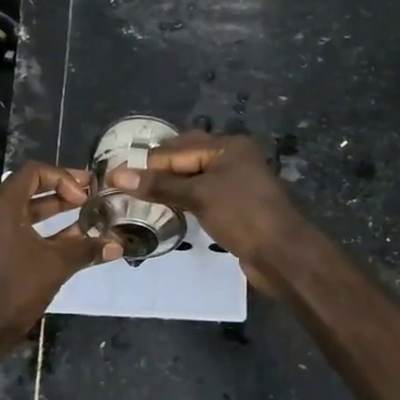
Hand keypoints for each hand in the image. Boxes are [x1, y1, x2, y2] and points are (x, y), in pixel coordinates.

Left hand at [0, 162, 119, 347]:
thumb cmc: (17, 289)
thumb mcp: (57, 265)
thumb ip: (87, 249)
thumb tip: (118, 244)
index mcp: (3, 208)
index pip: (33, 172)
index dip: (62, 178)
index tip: (83, 197)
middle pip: (30, 188)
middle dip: (62, 190)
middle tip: (91, 196)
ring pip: (27, 211)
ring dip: (56, 211)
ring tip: (87, 215)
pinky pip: (22, 230)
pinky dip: (46, 229)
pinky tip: (73, 239)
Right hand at [106, 133, 306, 287]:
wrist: (283, 254)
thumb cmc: (242, 216)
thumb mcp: (198, 196)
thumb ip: (158, 185)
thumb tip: (116, 176)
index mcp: (227, 146)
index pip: (176, 149)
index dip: (148, 165)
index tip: (117, 182)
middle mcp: (232, 157)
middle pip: (185, 159)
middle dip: (159, 173)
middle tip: (128, 191)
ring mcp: (236, 181)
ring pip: (194, 178)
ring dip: (171, 188)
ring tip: (142, 202)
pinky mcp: (236, 204)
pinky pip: (203, 195)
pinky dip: (185, 200)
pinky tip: (169, 211)